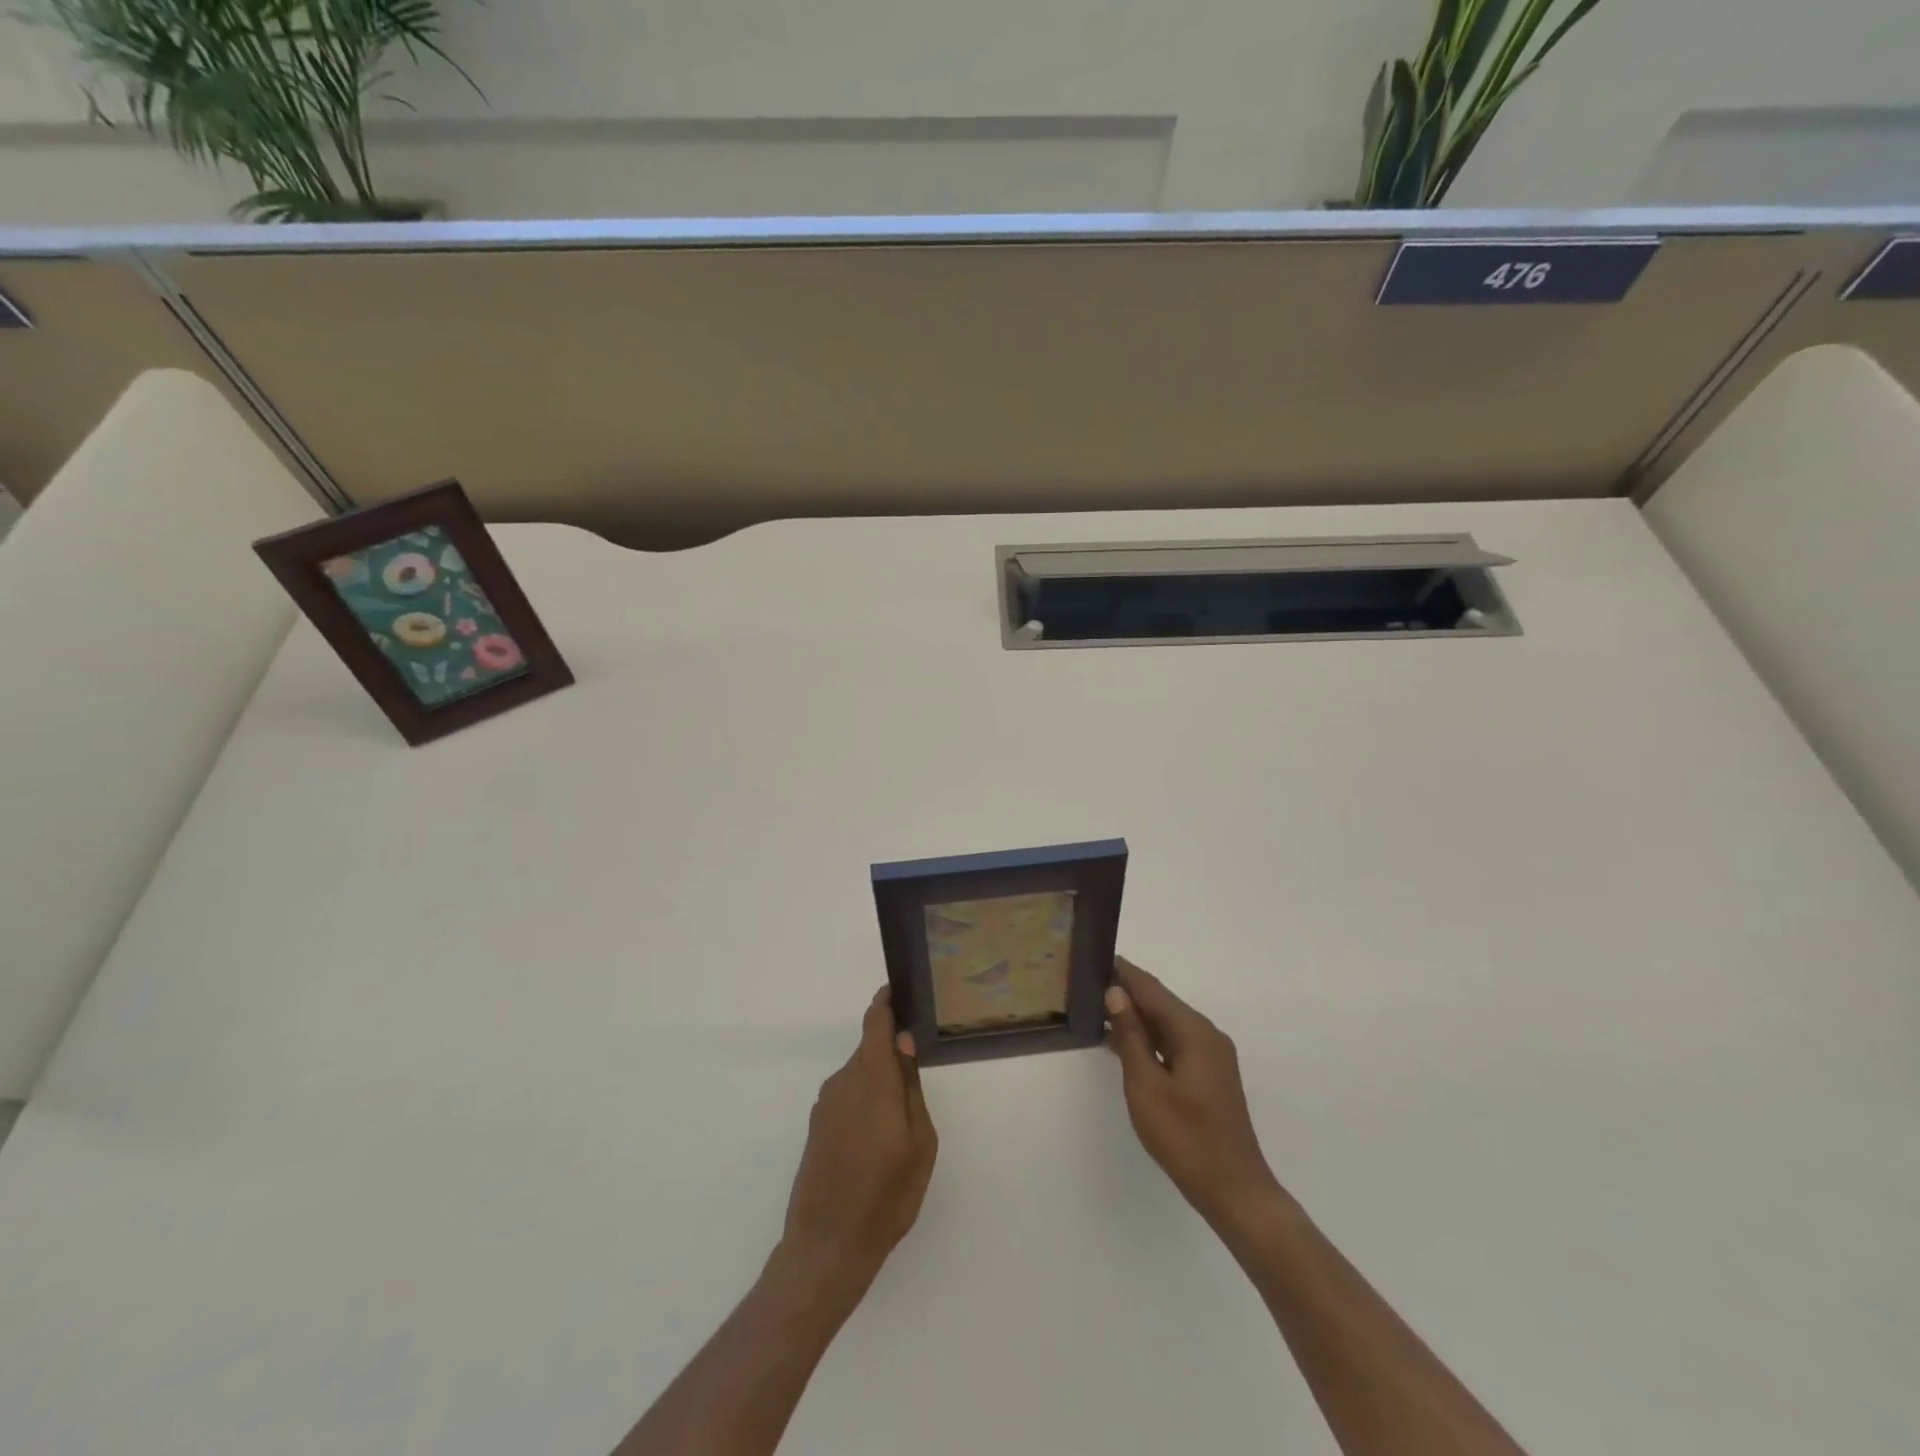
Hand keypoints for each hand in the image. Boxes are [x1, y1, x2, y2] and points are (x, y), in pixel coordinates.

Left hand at [778, 988, 936, 1307]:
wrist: (827, 1247)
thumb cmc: (886, 1195)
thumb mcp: (919, 1143)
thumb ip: (910, 1087)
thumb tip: (904, 1043)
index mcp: (871, 1079)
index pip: (875, 1023)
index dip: (886, 1002)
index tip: (900, 992)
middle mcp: (843, 1082)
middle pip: (869, 1050)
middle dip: (891, 1053)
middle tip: (917, 1072)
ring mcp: (825, 1105)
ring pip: (859, 1075)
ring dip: (879, 1082)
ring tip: (901, 1117)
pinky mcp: (817, 1127)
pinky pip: (847, 1097)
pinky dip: (865, 1102)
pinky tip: (878, 1138)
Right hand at [1104, 955, 1283, 1229]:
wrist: (1234, 1191)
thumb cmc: (1185, 1138)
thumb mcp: (1146, 1087)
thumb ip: (1130, 1036)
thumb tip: (1116, 993)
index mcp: (1193, 1031)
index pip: (1151, 988)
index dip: (1122, 971)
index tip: (1093, 956)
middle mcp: (1206, 1034)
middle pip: (1160, 1002)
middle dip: (1126, 991)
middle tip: (1086, 983)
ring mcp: (1210, 1055)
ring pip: (1166, 1023)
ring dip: (1135, 1016)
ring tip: (1096, 1008)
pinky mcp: (1208, 1074)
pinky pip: (1173, 1043)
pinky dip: (1148, 1038)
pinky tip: (1121, 1043)